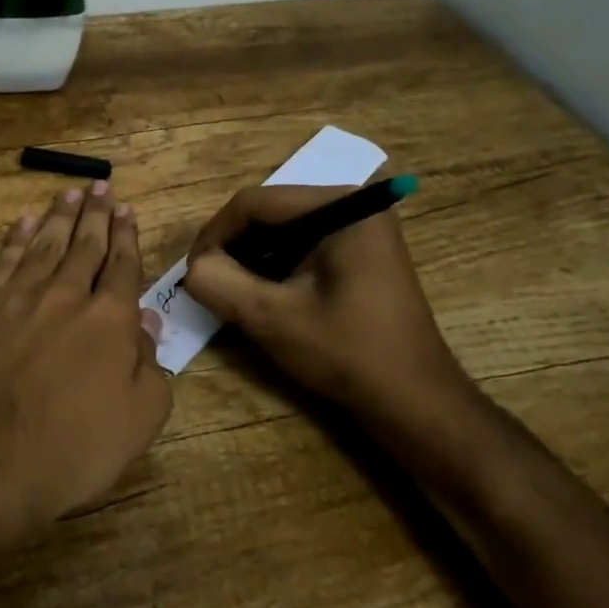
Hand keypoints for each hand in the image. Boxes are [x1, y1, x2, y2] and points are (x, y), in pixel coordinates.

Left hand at [0, 182, 172, 547]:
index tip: (128, 211)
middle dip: (96, 215)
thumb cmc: (70, 451)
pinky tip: (25, 223)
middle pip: (85, 245)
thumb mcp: (138, 421)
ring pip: (45, 245)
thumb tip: (148, 321)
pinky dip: (16, 240)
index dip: (127, 237)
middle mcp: (66, 296)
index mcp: (110, 320)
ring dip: (60, 217)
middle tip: (102, 186)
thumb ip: (150, 367)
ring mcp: (19, 299)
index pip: (123, 267)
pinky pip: (4, 262)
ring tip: (70, 194)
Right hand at [183, 184, 475, 441]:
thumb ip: (220, 284)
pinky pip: (301, 248)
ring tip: (231, 294)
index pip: (254, 203)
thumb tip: (193, 268)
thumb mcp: (273, 318)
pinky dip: (275, 269)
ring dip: (251, 260)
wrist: (415, 405)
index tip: (193, 273)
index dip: (215, 235)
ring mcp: (359, 231)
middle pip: (268, 213)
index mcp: (341, 207)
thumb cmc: (348, 354)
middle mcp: (353, 206)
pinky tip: (262, 298)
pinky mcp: (358, 256)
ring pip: (281, 232)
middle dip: (233, 248)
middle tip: (209, 285)